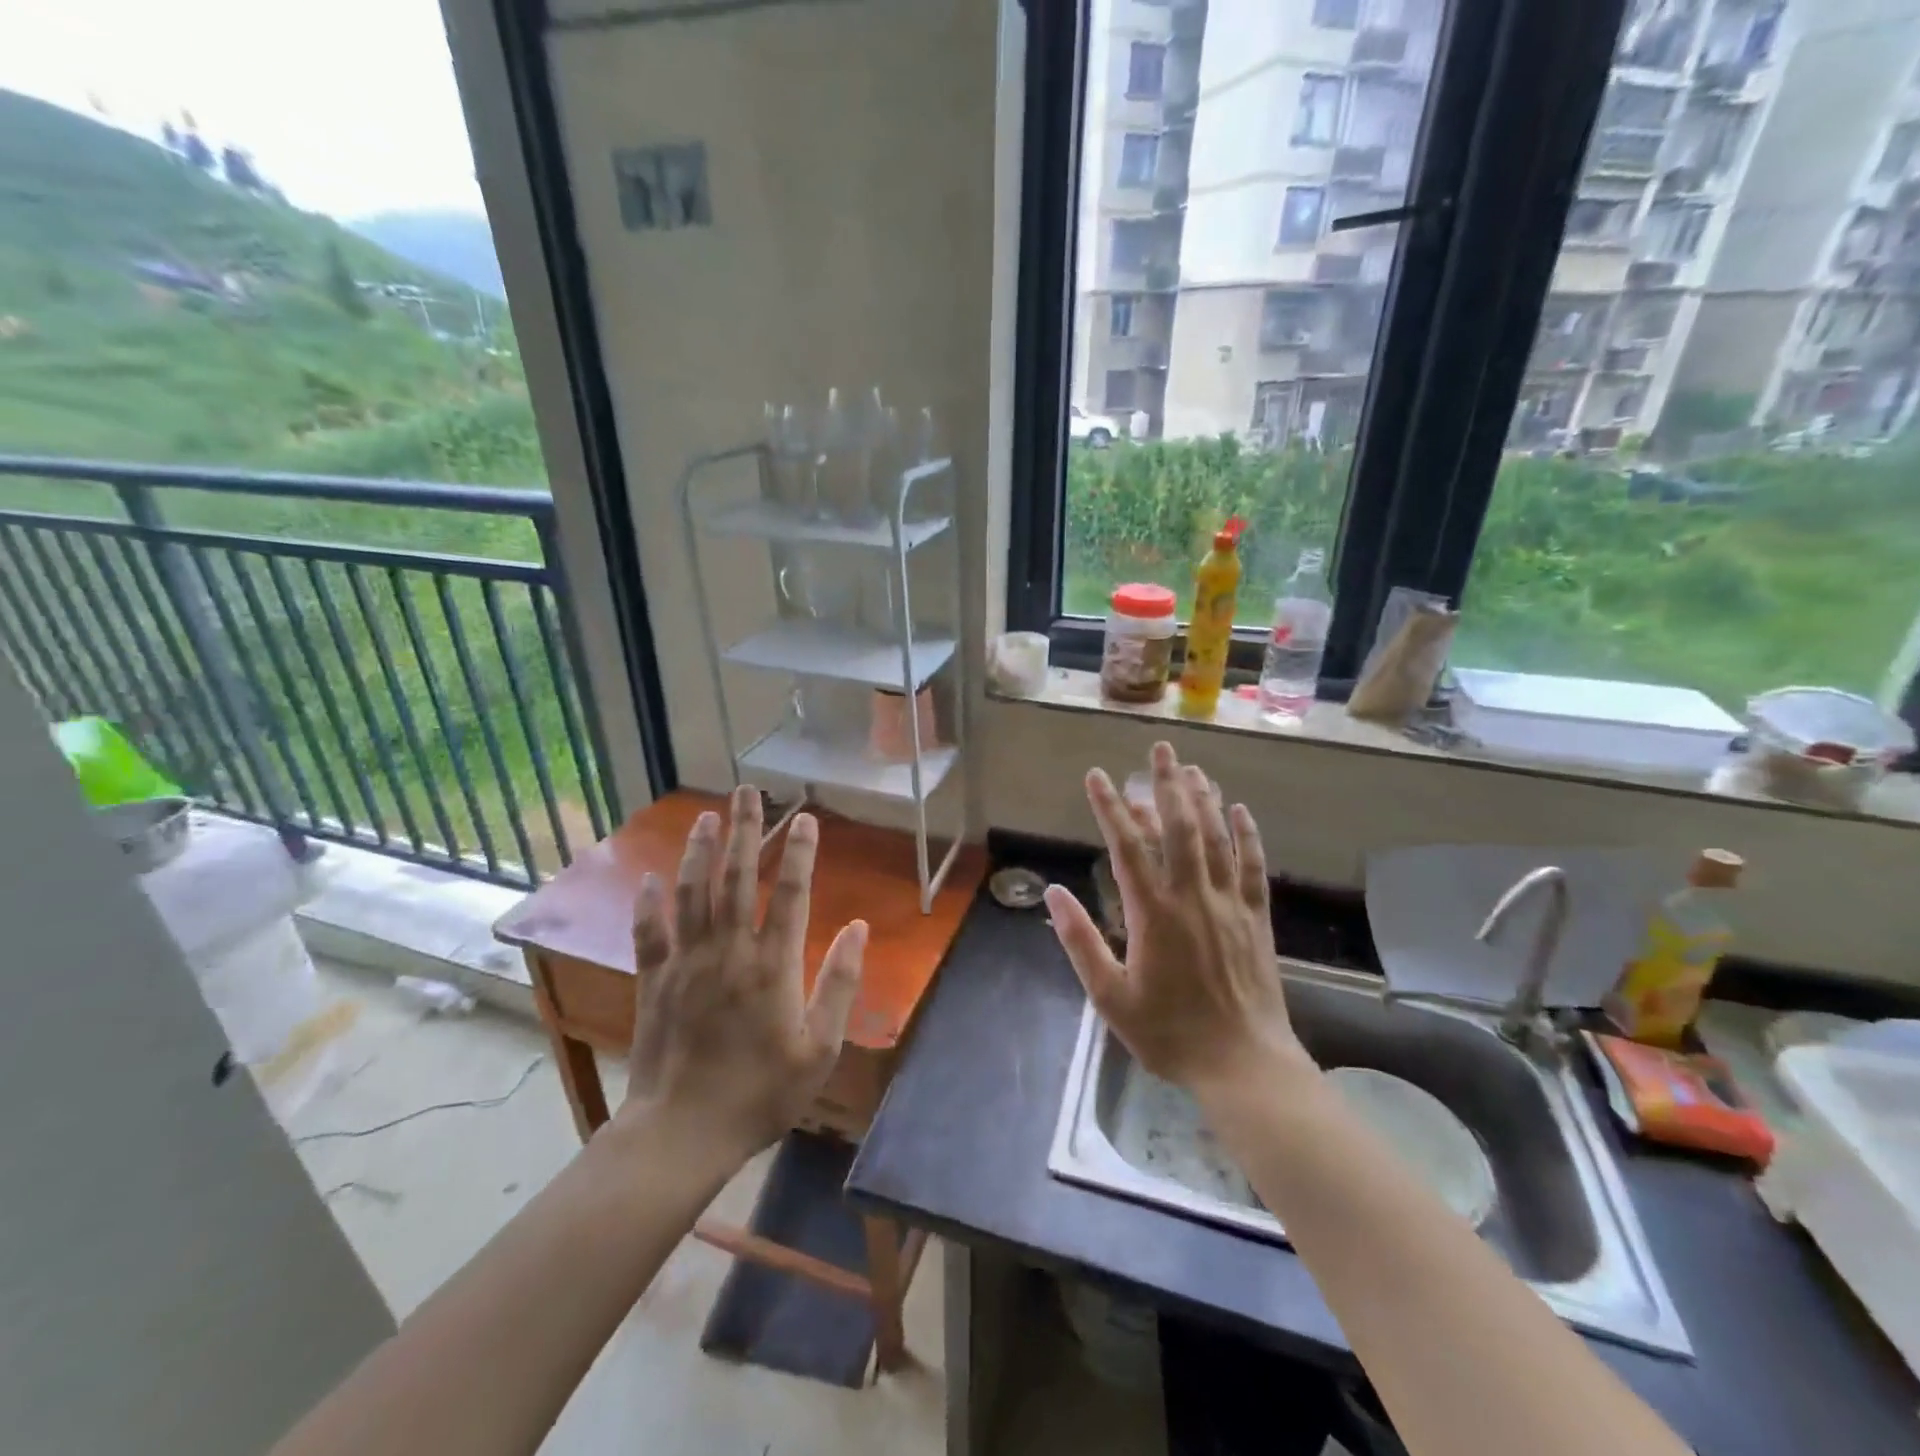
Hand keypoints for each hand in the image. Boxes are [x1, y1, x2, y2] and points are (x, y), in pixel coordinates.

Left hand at [623, 787, 866, 1157]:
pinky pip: (650, 932)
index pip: (791, 894)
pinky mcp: (654, 981)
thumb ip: (840, 984)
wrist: (682, 1134)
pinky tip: (651, 877)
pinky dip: (649, 903)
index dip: (801, 852)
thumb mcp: (820, 1049)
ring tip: (709, 815)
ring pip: (693, 893)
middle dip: (747, 830)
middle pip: (739, 878)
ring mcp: (686, 963)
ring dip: (701, 851)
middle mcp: (729, 951)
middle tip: (749, 791)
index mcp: (773, 966)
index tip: (806, 818)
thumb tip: (859, 929)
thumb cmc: (760, 1093)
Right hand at [1044, 742, 1309, 1102]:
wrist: (1243, 1065)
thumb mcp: (1110, 997)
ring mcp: (1229, 904)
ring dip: (1204, 799)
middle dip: (1167, 784)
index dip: (1110, 807)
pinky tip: (1240, 811)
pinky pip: (1253, 866)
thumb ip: (1080, 942)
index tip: (1096, 776)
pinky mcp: (1256, 918)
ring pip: (1216, 838)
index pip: (1126, 846)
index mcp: (1152, 913)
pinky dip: (1247, 835)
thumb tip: (1053, 893)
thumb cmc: (1169, 1033)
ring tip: (1192, 768)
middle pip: (1179, 827)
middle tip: (1161, 749)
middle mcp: (1192, 896)